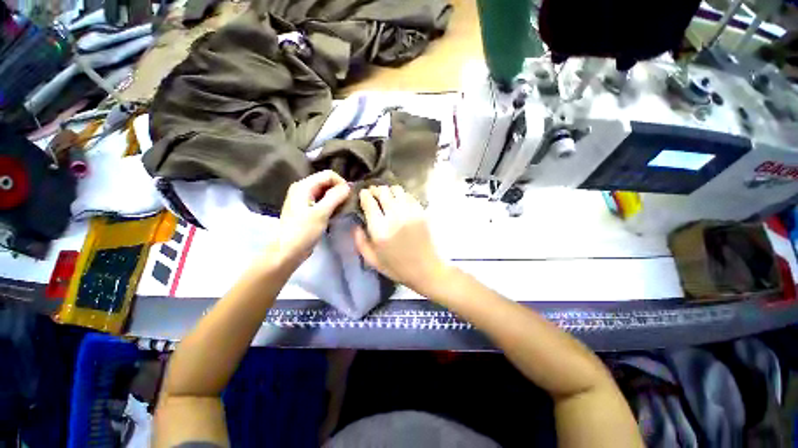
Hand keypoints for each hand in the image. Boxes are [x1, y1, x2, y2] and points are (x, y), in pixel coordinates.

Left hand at [271, 171, 349, 264]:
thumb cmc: (303, 231)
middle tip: (349, 204)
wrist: (287, 251)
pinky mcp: (307, 209)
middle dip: (340, 191)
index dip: (341, 183)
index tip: (350, 197)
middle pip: (327, 182)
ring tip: (344, 209)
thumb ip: (335, 197)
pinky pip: (323, 201)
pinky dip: (332, 205)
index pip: (329, 175)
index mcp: (304, 185)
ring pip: (326, 192)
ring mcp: (304, 199)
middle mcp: (303, 188)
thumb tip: (348, 187)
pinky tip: (337, 214)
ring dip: (337, 198)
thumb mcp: (321, 213)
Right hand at [354, 185, 447, 292]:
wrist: (425, 269)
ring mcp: (410, 213)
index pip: (369, 202)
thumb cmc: (397, 267)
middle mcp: (394, 217)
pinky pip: (409, 196)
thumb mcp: (372, 260)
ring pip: (397, 190)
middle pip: (383, 192)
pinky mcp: (421, 212)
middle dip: (375, 190)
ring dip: (389, 191)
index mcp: (380, 229)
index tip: (363, 195)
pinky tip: (400, 202)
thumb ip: (360, 241)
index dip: (364, 195)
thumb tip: (356, 223)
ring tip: (387, 197)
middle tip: (373, 194)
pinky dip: (402, 196)